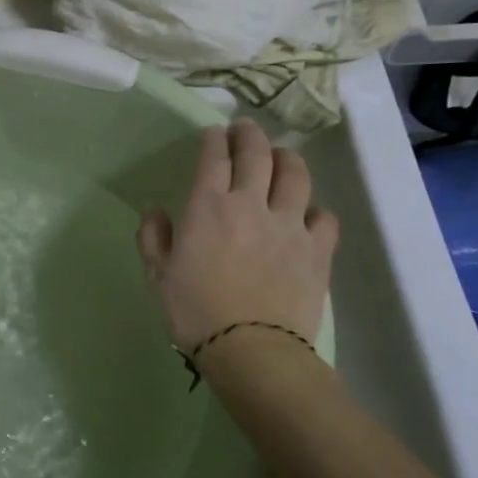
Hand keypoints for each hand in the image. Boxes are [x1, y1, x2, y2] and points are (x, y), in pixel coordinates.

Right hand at [137, 119, 338, 352]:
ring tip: (282, 156)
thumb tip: (155, 211)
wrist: (251, 349)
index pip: (214, 158)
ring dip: (287, 158)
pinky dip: (316, 210)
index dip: (214, 140)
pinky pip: (325, 217)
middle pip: (257, 154)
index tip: (214, 133)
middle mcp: (251, 204)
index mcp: (208, 207)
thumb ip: (153, 238)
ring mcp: (290, 225)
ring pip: (296, 175)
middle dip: (249, 134)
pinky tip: (308, 214)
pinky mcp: (318, 250)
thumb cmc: (194, 312)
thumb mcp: (157, 276)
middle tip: (244, 129)